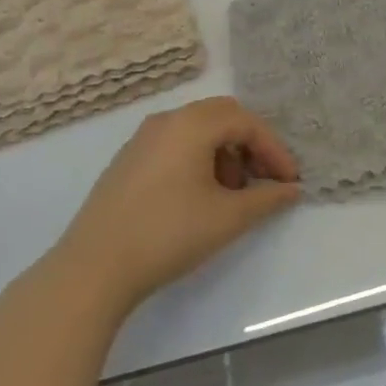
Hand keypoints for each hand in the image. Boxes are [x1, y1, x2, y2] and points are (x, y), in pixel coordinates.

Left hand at [48, 98, 301, 315]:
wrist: (93, 269)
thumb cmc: (168, 235)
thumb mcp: (227, 218)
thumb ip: (267, 199)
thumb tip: (292, 189)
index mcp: (192, 124)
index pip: (246, 122)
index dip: (274, 149)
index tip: (290, 181)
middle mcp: (167, 120)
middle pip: (222, 116)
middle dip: (250, 145)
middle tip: (265, 179)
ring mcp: (142, 139)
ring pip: (197, 130)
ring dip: (225, 153)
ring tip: (232, 194)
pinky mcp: (127, 160)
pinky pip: (175, 144)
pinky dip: (198, 159)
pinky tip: (199, 197)